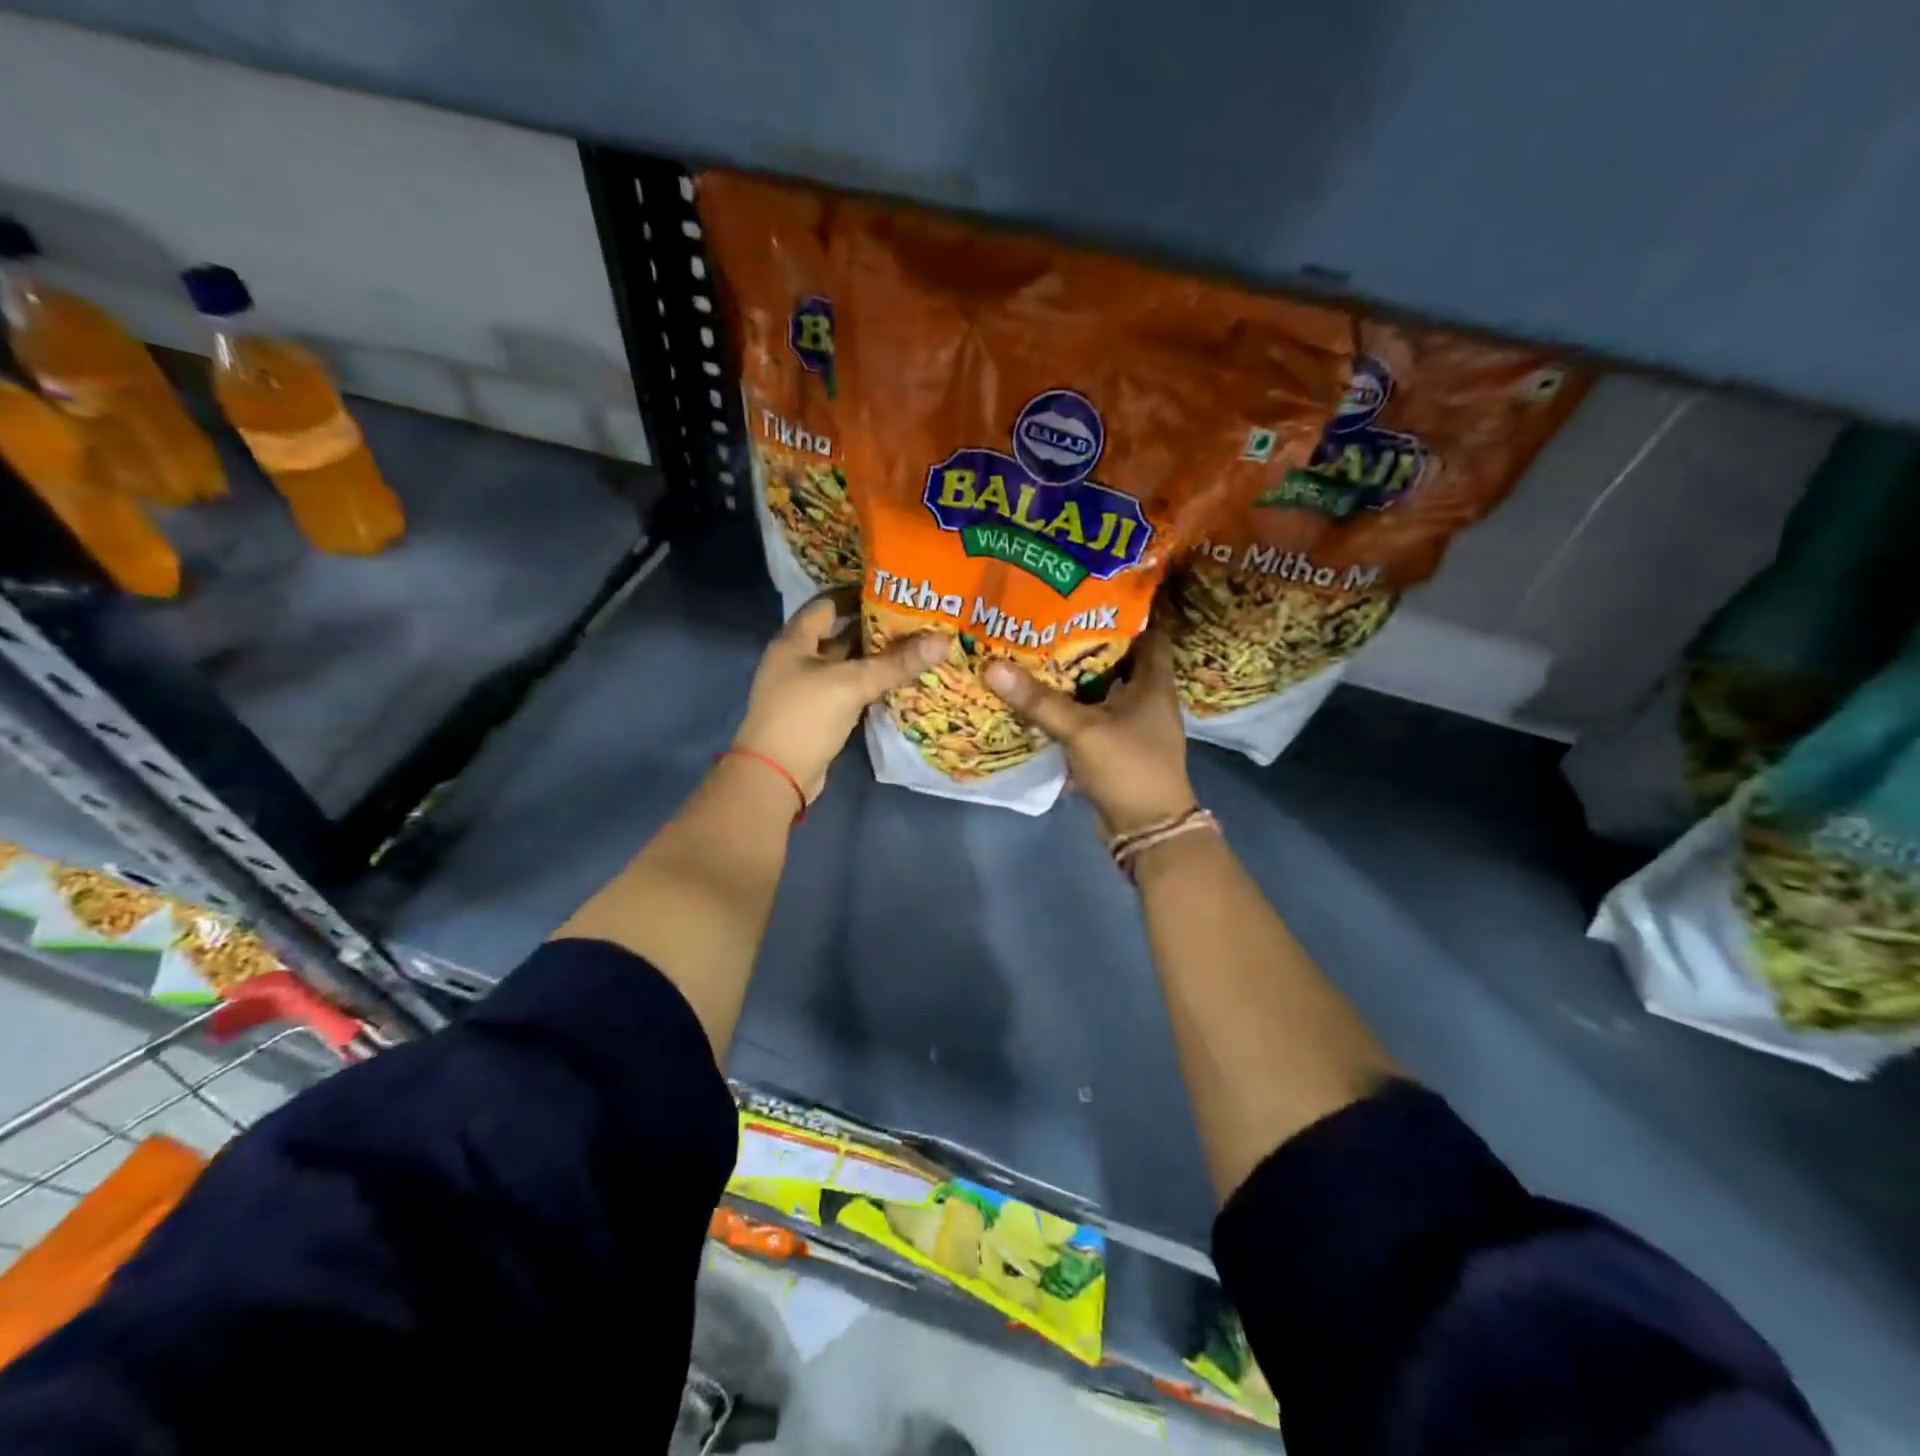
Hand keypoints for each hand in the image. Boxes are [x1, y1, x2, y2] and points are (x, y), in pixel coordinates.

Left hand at [732, 593, 947, 801]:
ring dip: (873, 658)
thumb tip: (942, 641)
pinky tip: (896, 682)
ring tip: (914, 647)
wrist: (775, 775)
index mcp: (795, 640)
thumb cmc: (805, 717)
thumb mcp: (852, 684)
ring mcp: (805, 688)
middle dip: (873, 627)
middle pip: (838, 633)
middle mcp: (797, 659)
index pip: (828, 604)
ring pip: (845, 664)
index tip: (895, 593)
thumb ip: (896, 663)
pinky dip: (868, 683)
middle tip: (914, 621)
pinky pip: (846, 689)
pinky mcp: (816, 713)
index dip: (859, 595)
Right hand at [983, 629, 1195, 837]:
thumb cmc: (1128, 768)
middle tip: (1050, 621)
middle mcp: (1148, 698)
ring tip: (1039, 652)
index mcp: (1154, 683)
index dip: (1126, 613)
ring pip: (1103, 689)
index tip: (1090, 596)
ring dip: (1078, 676)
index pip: (1149, 633)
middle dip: (1089, 642)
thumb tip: (992, 666)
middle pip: (1121, 659)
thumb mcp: (1082, 730)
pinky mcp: (1118, 746)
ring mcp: (1133, 724)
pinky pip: (1093, 716)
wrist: (1147, 829)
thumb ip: (1039, 700)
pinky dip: (1074, 706)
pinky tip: (1043, 698)